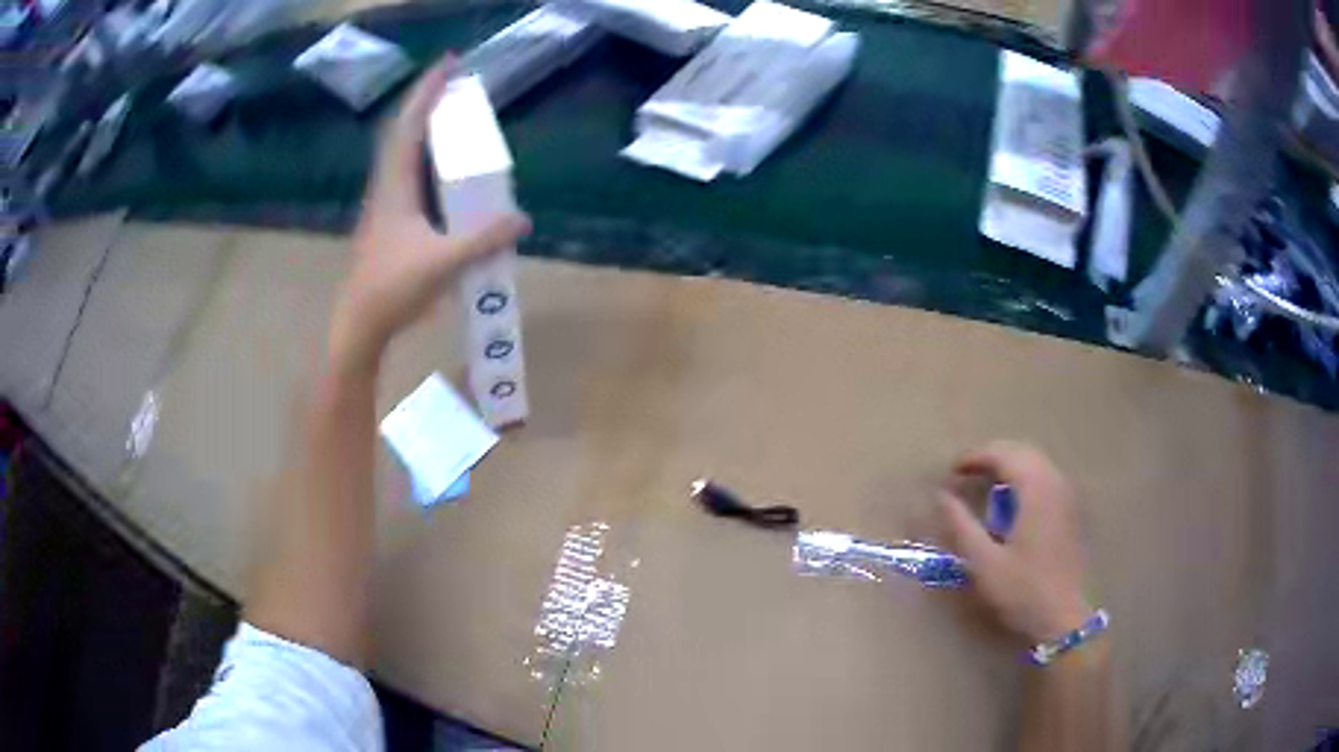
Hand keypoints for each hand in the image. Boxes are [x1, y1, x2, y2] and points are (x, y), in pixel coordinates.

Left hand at [331, 57, 531, 369]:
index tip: (450, 63)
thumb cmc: (393, 288)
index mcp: (395, 186)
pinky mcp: (389, 220)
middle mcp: (387, 186)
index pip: (410, 125)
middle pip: (405, 131)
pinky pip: (408, 173)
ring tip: (452, 114)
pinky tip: (440, 166)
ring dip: (425, 127)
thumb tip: (523, 219)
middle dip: (429, 101)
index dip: (428, 91)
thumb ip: (484, 240)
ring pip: (403, 152)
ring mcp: (385, 203)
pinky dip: (425, 155)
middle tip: (458, 84)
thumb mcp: (444, 262)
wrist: (359, 322)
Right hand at [939, 441, 1091, 645]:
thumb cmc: (1022, 590)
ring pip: (1036, 463)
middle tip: (965, 474)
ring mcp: (1067, 495)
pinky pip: (1046, 478)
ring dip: (1009, 466)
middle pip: (1022, 451)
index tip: (950, 471)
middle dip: (992, 456)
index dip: (974, 457)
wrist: (1063, 616)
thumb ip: (961, 525)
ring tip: (985, 485)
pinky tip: (1013, 501)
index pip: (1003, 454)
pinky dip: (1025, 478)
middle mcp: (1055, 482)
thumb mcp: (983, 562)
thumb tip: (942, 496)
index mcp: (1035, 488)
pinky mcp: (1071, 510)